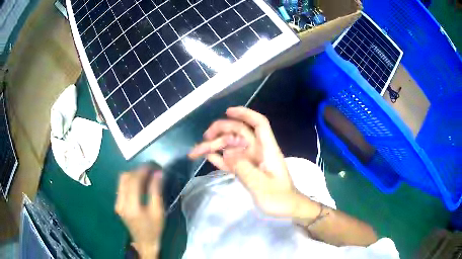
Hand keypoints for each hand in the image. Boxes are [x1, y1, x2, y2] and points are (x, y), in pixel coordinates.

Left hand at [115, 167, 163, 257]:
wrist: (144, 242)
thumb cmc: (154, 228)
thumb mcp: (158, 211)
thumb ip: (156, 191)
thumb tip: (158, 173)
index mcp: (131, 206)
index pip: (134, 180)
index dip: (143, 170)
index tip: (153, 165)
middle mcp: (121, 202)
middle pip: (125, 177)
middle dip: (138, 170)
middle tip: (151, 169)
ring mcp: (117, 203)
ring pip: (122, 180)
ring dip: (133, 174)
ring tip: (146, 175)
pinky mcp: (117, 204)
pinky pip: (122, 186)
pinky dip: (130, 181)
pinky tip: (139, 183)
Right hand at [189, 107, 298, 216]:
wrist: (287, 209)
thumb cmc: (279, 198)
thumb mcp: (261, 186)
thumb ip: (244, 168)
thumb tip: (227, 152)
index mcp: (267, 149)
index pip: (259, 124)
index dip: (245, 114)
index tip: (227, 112)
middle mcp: (258, 151)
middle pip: (239, 133)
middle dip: (221, 131)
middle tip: (204, 137)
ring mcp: (251, 161)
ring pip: (231, 146)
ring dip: (214, 147)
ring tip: (195, 152)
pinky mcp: (245, 170)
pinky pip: (230, 161)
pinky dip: (219, 158)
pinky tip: (207, 157)